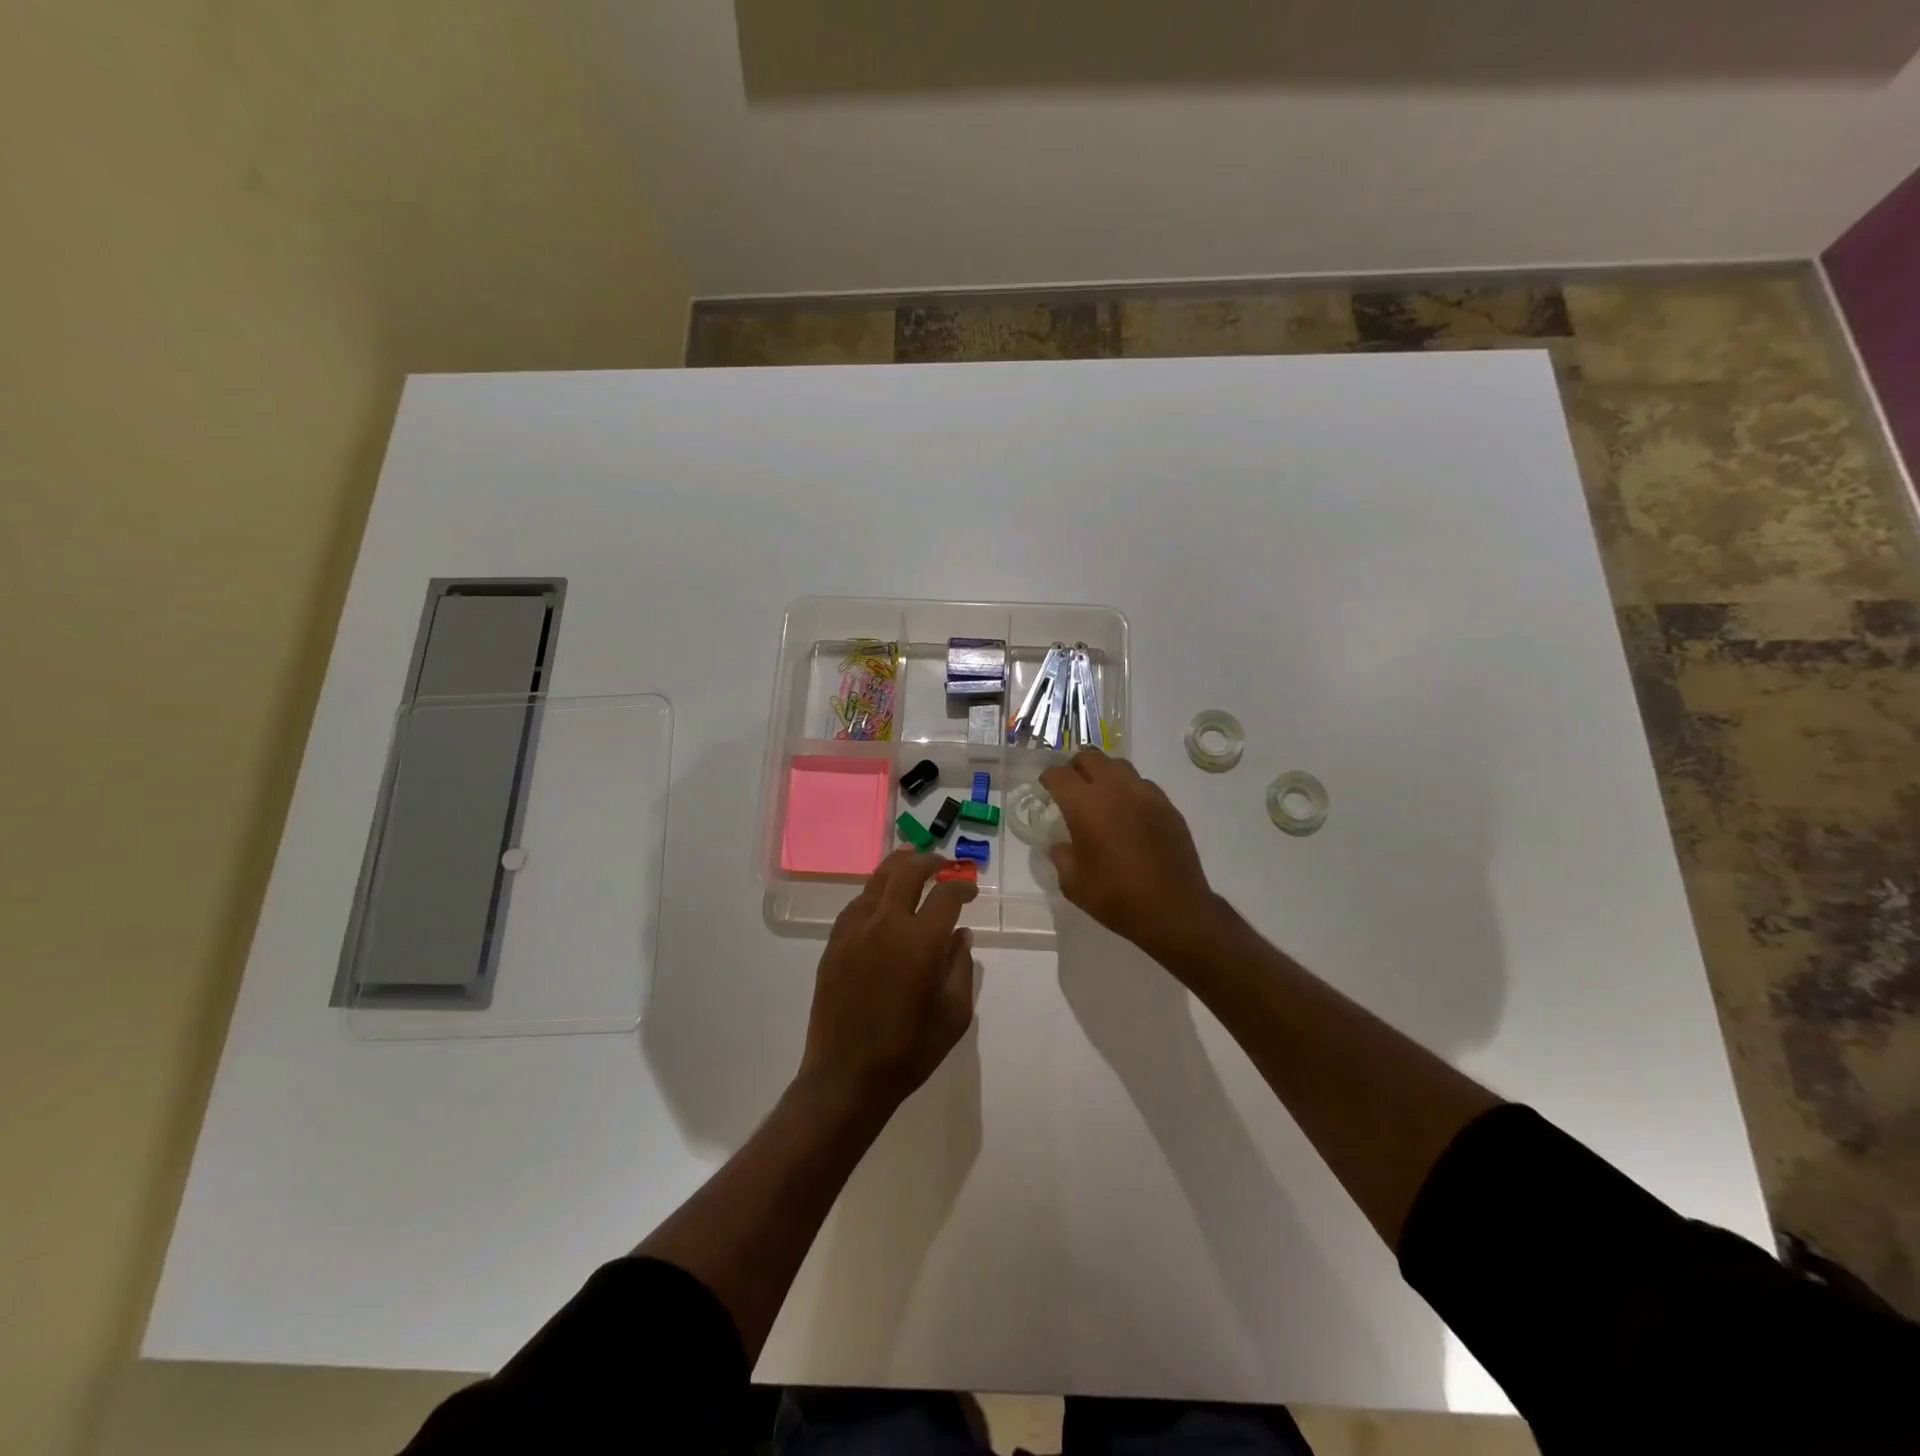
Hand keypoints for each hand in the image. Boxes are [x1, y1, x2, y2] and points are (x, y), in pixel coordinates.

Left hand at [798, 850, 978, 1111]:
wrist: (847, 1076)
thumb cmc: (910, 1050)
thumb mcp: (955, 1014)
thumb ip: (961, 966)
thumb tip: (960, 933)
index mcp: (922, 941)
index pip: (946, 895)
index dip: (962, 886)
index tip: (970, 890)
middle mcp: (887, 924)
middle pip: (908, 873)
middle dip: (930, 862)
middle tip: (943, 863)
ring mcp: (855, 931)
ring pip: (877, 881)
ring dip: (899, 866)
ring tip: (911, 859)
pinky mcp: (834, 943)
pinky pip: (856, 904)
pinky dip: (874, 892)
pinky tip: (880, 896)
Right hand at [1040, 749, 1219, 962]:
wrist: (1173, 908)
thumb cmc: (1116, 897)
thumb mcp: (1073, 883)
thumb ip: (1062, 857)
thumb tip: (1061, 845)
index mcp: (1085, 804)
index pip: (1059, 774)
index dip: (1048, 778)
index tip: (1046, 787)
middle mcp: (1115, 789)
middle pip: (1090, 757)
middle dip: (1076, 767)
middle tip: (1072, 787)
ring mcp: (1145, 794)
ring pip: (1119, 766)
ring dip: (1105, 774)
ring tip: (1102, 796)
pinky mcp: (1168, 806)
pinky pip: (1143, 785)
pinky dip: (1130, 791)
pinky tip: (1129, 814)